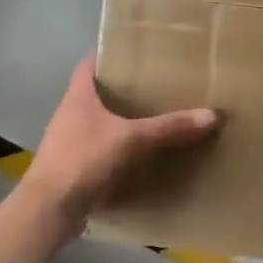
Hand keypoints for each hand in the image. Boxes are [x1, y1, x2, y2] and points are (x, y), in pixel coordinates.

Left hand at [26, 59, 218, 215]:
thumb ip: (171, 127)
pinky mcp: (75, 168)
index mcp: (78, 97)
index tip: (136, 52)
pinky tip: (142, 154)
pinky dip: (120, 148)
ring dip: (123, 121)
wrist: (50, 209)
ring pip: (100, 123)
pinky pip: (102, 150)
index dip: (109, 55)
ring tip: (155, 118)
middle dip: (124, 89)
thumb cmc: (84, 160)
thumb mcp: (133, 140)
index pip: (89, 65)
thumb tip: (212, 115)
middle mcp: (70, 115)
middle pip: (97, 93)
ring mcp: (69, 143)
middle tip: (157, 85)